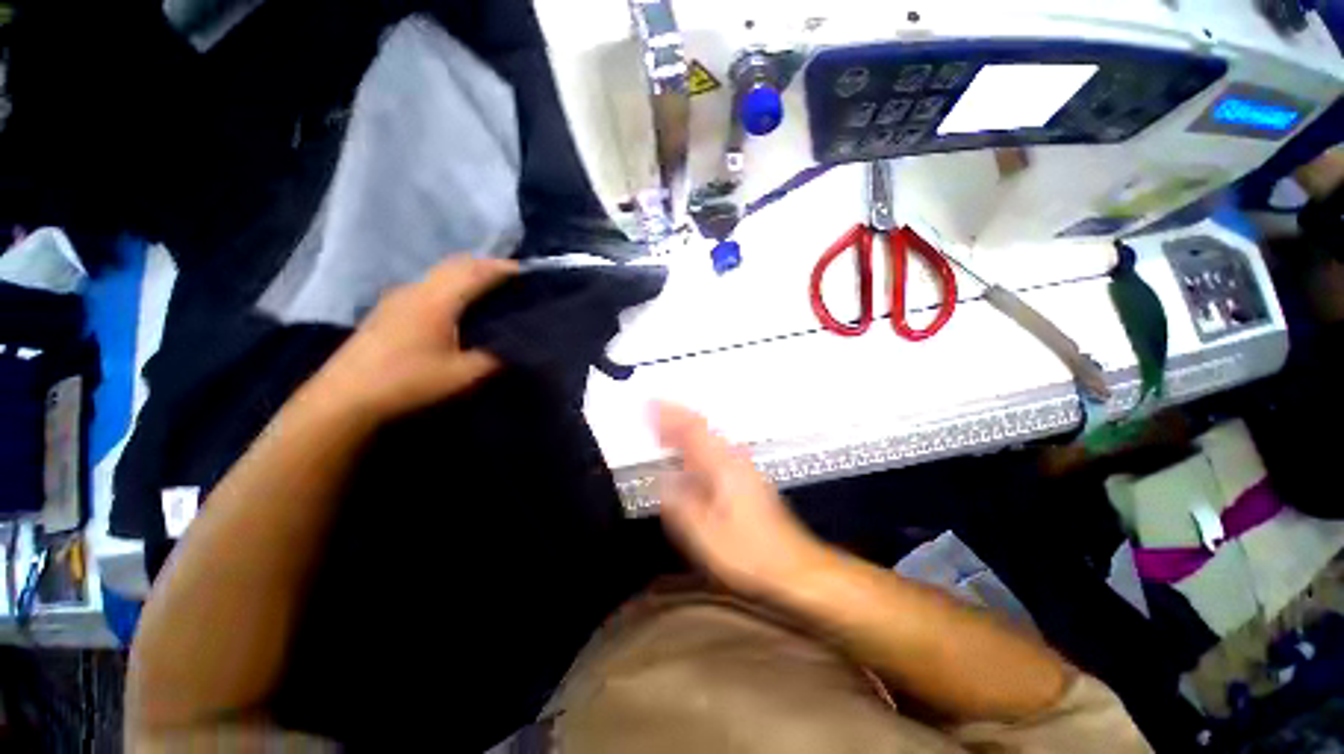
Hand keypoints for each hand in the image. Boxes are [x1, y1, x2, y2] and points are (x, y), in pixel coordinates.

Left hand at [309, 257, 517, 417]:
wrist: (345, 398)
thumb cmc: (408, 382)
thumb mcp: (462, 375)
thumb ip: (494, 357)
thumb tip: (516, 347)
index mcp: (437, 300)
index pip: (476, 272)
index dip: (503, 268)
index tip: (527, 272)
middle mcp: (417, 289)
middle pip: (456, 264)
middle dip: (486, 266)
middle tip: (512, 279)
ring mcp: (398, 297)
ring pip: (440, 273)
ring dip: (467, 274)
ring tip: (490, 290)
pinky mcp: (388, 309)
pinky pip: (428, 285)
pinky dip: (451, 285)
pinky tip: (457, 306)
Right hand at [654, 403, 829, 597]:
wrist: (794, 565)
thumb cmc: (749, 553)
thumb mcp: (706, 535)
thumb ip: (680, 505)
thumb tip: (661, 481)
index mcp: (722, 467)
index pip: (692, 428)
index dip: (669, 414)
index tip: (649, 405)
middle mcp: (734, 459)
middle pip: (701, 428)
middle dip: (675, 419)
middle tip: (651, 417)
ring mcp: (742, 467)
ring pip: (709, 438)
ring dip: (684, 432)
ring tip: (663, 434)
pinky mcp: (747, 478)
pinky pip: (715, 451)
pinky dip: (696, 447)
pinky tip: (688, 458)